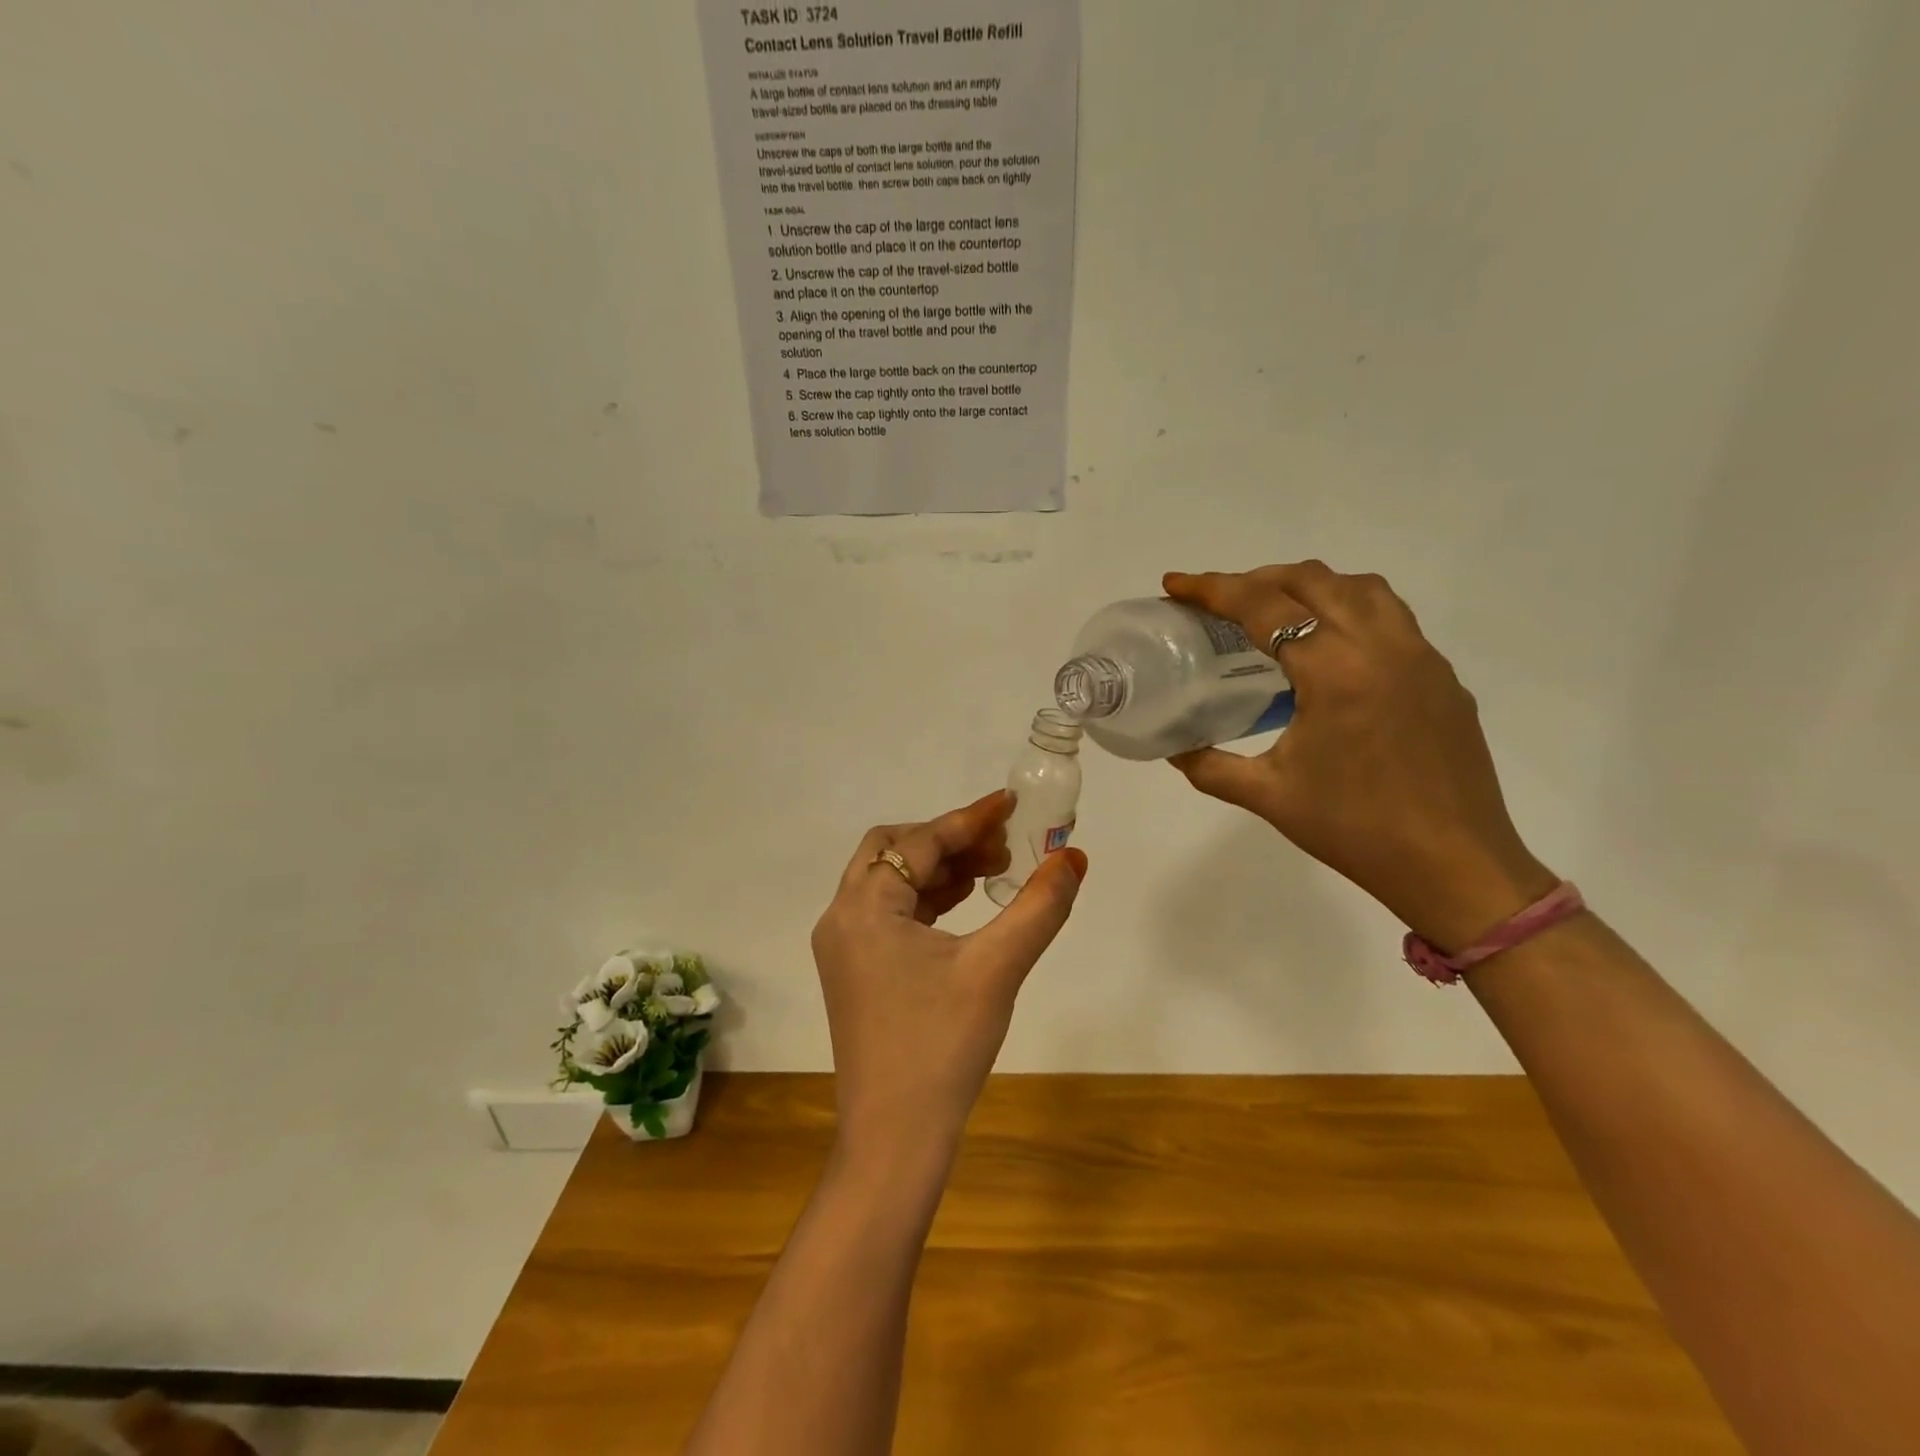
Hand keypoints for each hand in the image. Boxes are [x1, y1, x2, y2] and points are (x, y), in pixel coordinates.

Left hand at [811, 791, 1087, 1161]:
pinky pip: (888, 913)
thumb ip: (1039, 907)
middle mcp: (842, 917)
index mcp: (863, 907)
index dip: (968, 819)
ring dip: (938, 868)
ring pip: (889, 881)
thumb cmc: (942, 1047)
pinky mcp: (854, 971)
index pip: (919, 842)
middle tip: (1002, 847)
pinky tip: (963, 907)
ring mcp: (843, 947)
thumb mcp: (997, 969)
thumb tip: (1074, 857)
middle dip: (948, 840)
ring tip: (992, 873)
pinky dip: (925, 899)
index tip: (1010, 804)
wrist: (895, 1140)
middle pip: (893, 850)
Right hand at [1164, 563, 1556, 949]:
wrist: (1454, 867)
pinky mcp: (1443, 677)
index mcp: (1334, 670)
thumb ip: (1210, 766)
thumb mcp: (1268, 796)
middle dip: (1257, 578)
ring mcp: (1421, 657)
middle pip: (1313, 580)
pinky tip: (1330, 651)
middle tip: (1219, 600)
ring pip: (1361, 588)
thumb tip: (1174, 749)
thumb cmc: (1355, 830)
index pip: (1263, 606)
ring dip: (1310, 586)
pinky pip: (1392, 617)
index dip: (1212, 589)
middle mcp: (1382, 646)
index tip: (1176, 585)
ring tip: (1276, 611)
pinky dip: (1349, 610)